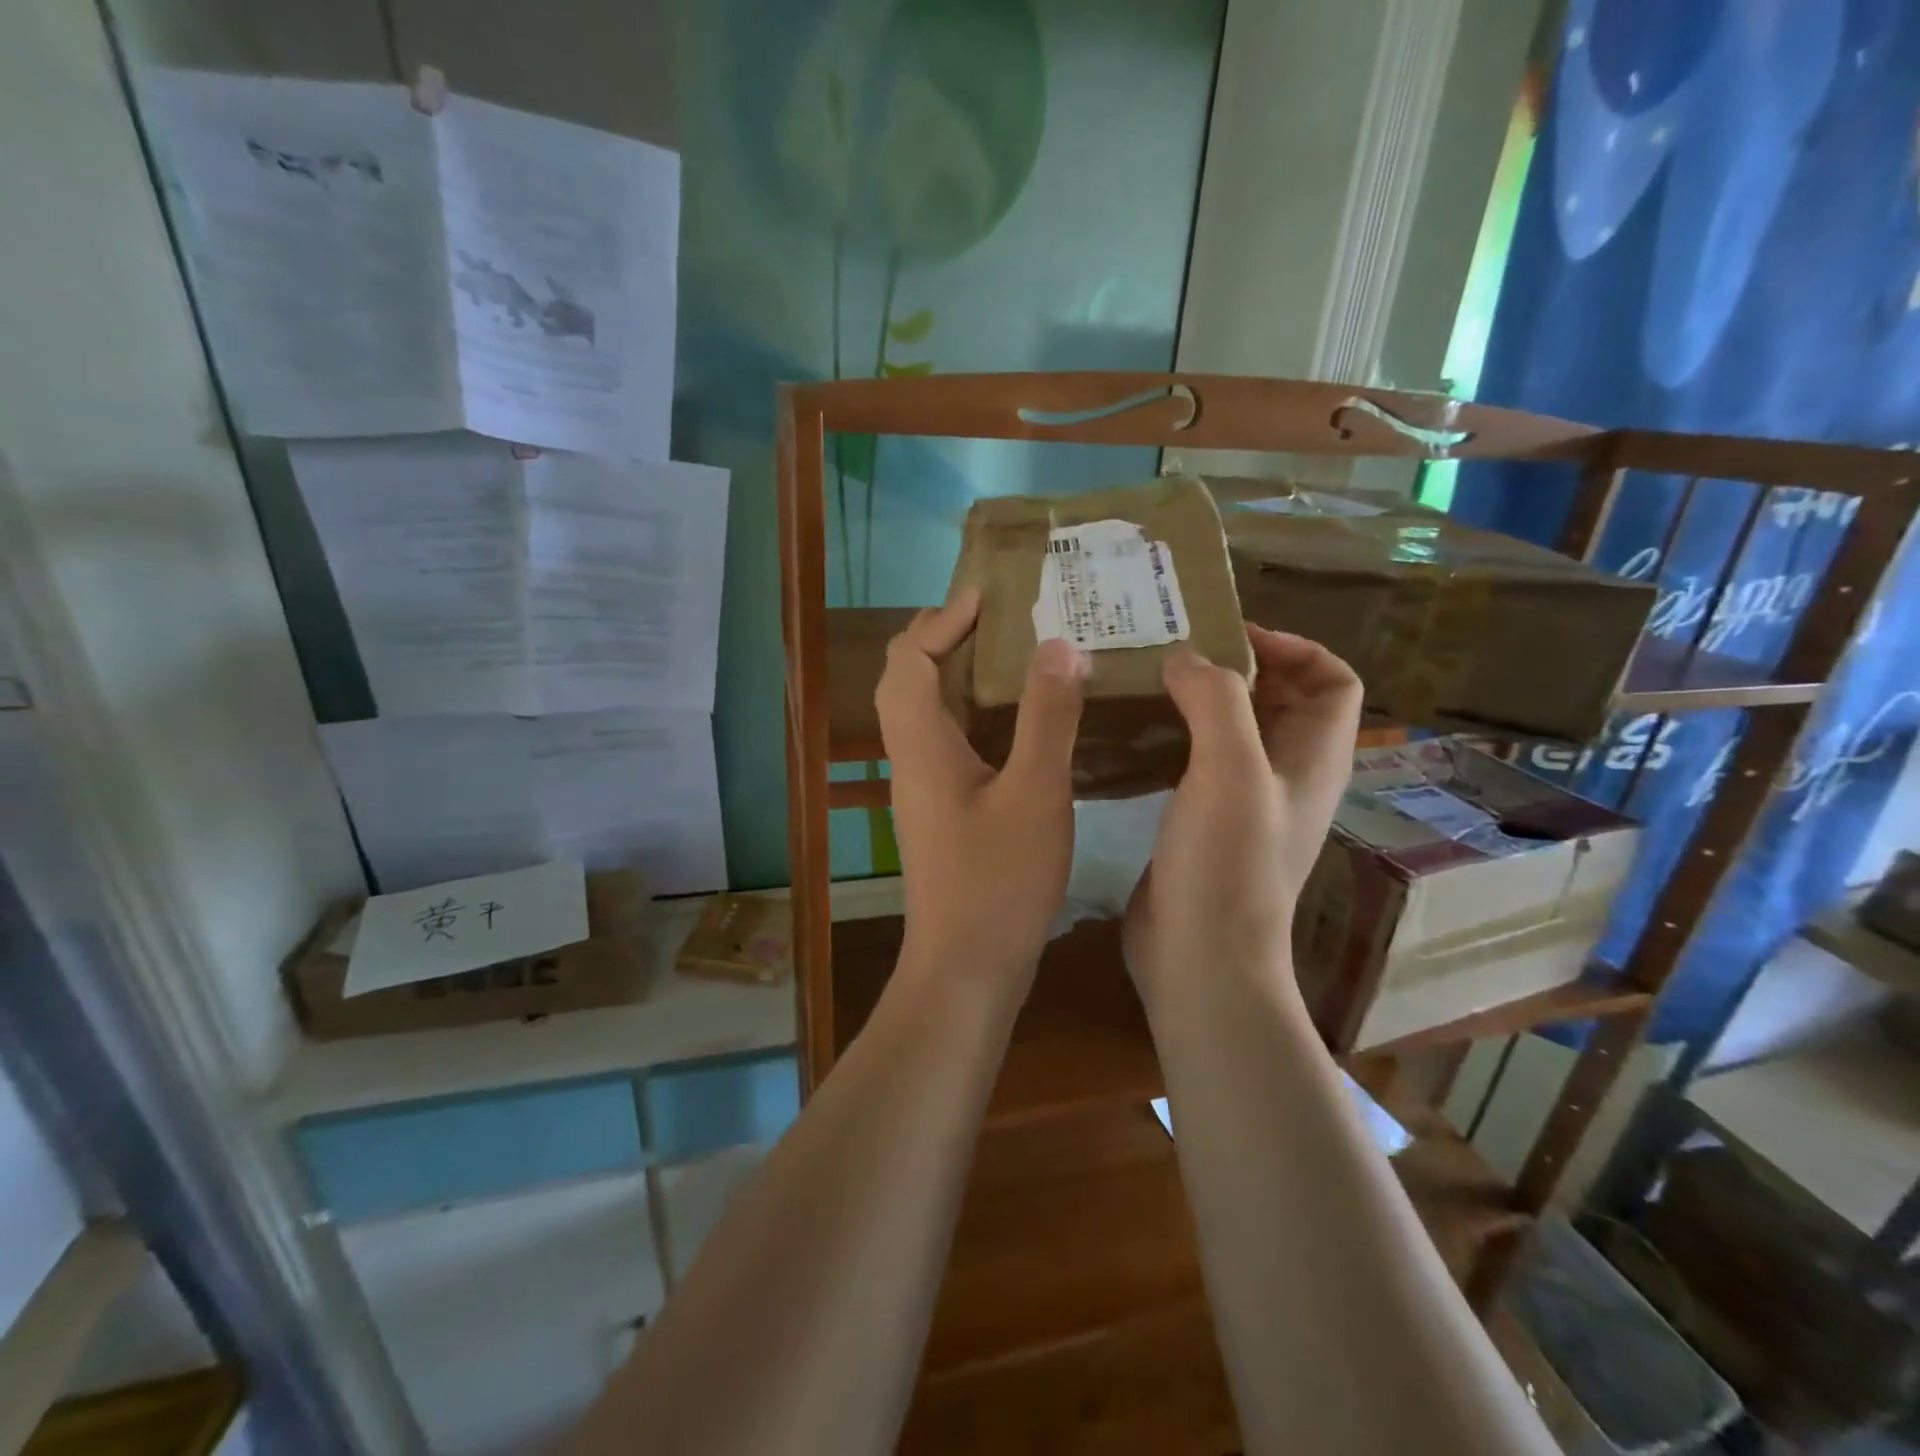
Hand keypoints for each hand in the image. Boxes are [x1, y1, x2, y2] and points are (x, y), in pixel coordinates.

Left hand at [876, 589, 1089, 989]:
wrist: (966, 969)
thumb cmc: (998, 882)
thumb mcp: (1036, 793)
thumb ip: (1048, 716)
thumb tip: (1059, 645)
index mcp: (922, 742)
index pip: (911, 656)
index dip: (944, 617)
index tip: (993, 593)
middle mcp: (911, 755)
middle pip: (911, 676)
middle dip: (951, 636)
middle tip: (1009, 618)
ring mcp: (923, 784)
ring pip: (929, 708)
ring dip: (965, 673)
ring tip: (1023, 654)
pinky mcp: (941, 808)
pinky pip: (949, 739)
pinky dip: (977, 712)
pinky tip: (1025, 719)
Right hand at [1123, 625, 1361, 1005]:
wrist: (1199, 957)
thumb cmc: (1226, 864)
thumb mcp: (1230, 769)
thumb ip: (1215, 700)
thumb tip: (1185, 658)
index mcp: (1312, 759)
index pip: (1332, 681)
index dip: (1293, 648)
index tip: (1230, 637)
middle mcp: (1285, 776)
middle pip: (1279, 701)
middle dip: (1236, 667)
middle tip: (1174, 647)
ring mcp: (1243, 803)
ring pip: (1233, 731)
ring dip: (1200, 700)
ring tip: (1148, 679)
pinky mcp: (1203, 823)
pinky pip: (1197, 763)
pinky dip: (1175, 736)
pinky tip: (1134, 732)